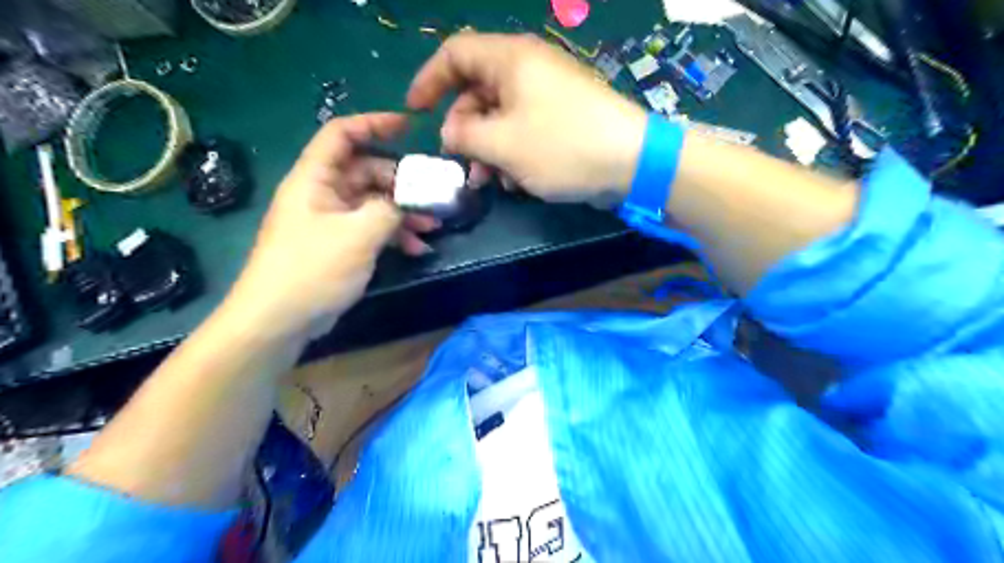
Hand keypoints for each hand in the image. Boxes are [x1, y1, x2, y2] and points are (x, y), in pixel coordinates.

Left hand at [226, 115, 436, 341]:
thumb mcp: (358, 235)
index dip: (374, 123)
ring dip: (403, 213)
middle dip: (401, 182)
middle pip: (366, 172)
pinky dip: (394, 235)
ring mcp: (330, 221)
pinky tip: (417, 249)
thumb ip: (389, 209)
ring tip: (433, 226)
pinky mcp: (338, 245)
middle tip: (432, 195)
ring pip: (373, 203)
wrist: (279, 320)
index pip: (341, 134)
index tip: (409, 125)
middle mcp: (322, 194)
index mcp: (315, 179)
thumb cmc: (313, 268)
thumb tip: (406, 201)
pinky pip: (371, 229)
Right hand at [405, 32, 646, 203]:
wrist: (632, 162)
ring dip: (488, 148)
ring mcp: (549, 94)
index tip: (414, 112)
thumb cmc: (562, 146)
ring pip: (501, 115)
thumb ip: (464, 135)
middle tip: (461, 163)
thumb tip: (449, 133)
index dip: (429, 80)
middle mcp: (529, 69)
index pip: (455, 54)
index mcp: (511, 59)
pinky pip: (525, 129)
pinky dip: (513, 152)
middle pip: (478, 90)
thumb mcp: (502, 144)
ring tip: (488, 182)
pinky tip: (516, 181)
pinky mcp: (564, 118)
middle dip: (464, 128)